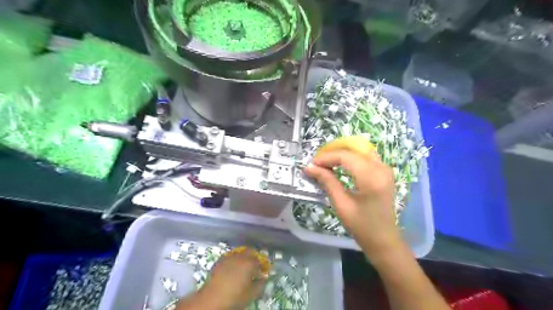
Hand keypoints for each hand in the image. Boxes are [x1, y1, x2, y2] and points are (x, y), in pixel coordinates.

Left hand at [201, 248, 266, 307]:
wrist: (211, 299)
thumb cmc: (234, 297)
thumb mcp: (251, 294)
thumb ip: (260, 284)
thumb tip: (263, 279)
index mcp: (250, 263)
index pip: (260, 261)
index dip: (262, 266)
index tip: (262, 272)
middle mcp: (240, 256)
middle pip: (250, 252)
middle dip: (253, 258)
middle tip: (253, 268)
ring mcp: (229, 257)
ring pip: (239, 253)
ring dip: (243, 258)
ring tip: (242, 268)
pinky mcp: (220, 260)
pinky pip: (230, 257)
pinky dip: (233, 260)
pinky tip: (231, 269)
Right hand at [306, 151, 401, 258]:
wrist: (384, 240)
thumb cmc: (362, 226)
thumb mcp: (341, 204)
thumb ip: (327, 182)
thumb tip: (309, 168)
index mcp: (371, 177)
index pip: (345, 157)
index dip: (326, 158)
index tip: (311, 164)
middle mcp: (381, 168)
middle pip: (353, 150)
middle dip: (333, 154)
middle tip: (317, 163)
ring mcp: (385, 168)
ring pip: (359, 150)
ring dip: (342, 154)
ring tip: (326, 163)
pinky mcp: (385, 172)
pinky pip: (365, 156)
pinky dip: (351, 157)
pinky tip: (340, 165)